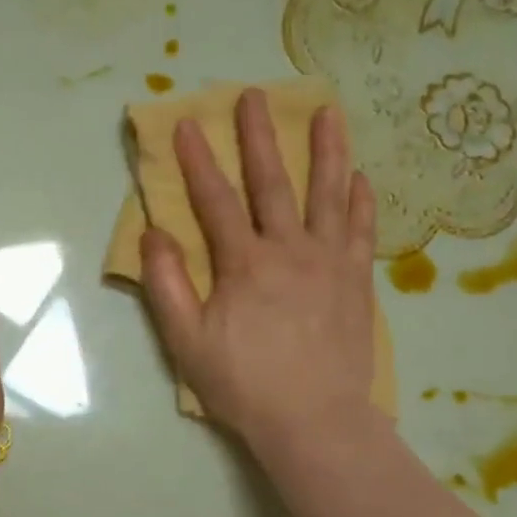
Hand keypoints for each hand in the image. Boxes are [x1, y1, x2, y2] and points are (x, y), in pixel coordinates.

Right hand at [140, 89, 378, 453]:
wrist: (314, 421)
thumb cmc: (244, 385)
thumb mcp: (187, 342)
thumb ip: (167, 285)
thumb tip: (153, 234)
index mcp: (244, 264)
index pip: (215, 200)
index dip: (197, 161)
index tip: (186, 124)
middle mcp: (290, 250)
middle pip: (273, 182)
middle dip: (259, 137)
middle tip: (254, 95)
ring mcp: (330, 262)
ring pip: (329, 194)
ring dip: (327, 150)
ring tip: (328, 111)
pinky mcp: (357, 282)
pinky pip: (362, 231)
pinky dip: (361, 201)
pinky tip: (360, 177)